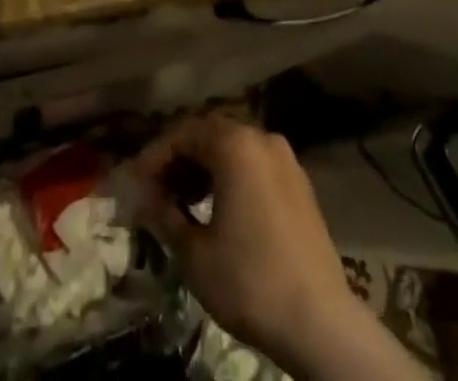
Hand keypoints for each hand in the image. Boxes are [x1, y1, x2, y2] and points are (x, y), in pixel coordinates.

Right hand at [134, 116, 363, 373]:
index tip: (135, 182)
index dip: (155, 156)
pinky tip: (219, 207)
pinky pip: (255, 165)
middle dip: (179, 158)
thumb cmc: (250, 281)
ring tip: (183, 200)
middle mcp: (261, 137)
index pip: (183, 133)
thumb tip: (144, 196)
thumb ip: (164, 214)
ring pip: (234, 148)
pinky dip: (231, 176)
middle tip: (157, 188)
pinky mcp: (300, 184)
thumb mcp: (194, 253)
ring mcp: (285, 159)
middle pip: (209, 134)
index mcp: (235, 143)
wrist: (321, 324)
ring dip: (205, 167)